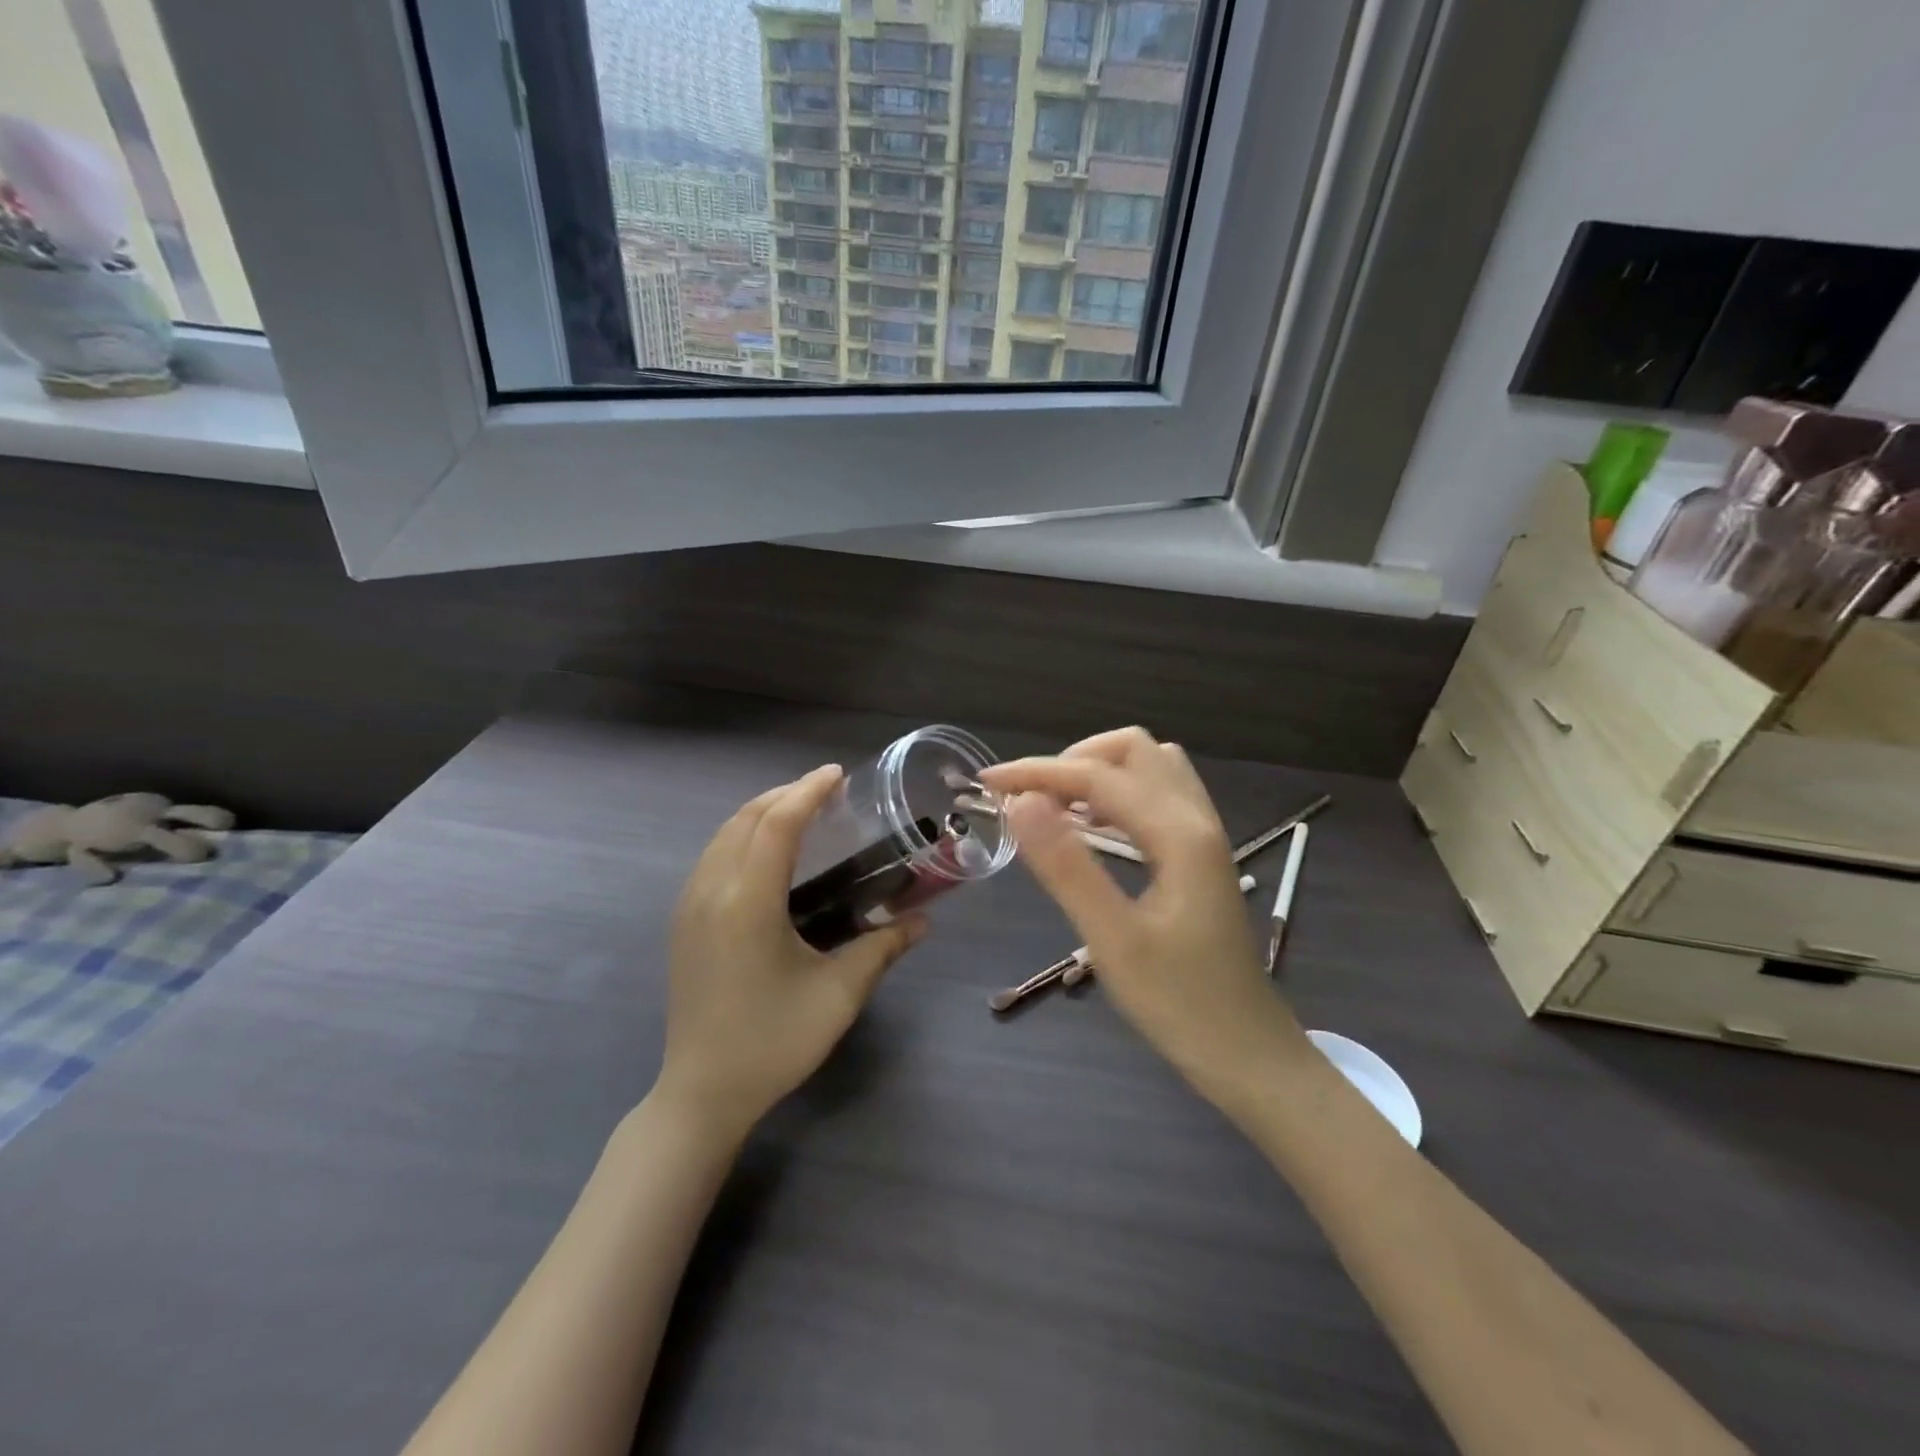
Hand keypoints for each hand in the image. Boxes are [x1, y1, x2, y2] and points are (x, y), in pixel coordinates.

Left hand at [657, 765, 924, 1139]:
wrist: (702, 1093)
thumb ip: (881, 948)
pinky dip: (744, 835)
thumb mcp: (838, 995)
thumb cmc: (773, 1042)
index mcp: (747, 902)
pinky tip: (770, 852)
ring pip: (724, 834)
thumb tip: (924, 921)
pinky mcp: (683, 921)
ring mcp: (689, 905)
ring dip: (762, 812)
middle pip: (746, 818)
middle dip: (786, 794)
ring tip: (802, 812)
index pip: (777, 824)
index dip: (808, 792)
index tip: (838, 775)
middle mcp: (711, 891)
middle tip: (827, 791)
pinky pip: (713, 855)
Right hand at [981, 728, 1312, 1111]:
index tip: (987, 784)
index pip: (1098, 776)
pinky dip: (1118, 793)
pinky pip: (1158, 795)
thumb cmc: (1179, 1004)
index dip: (1037, 772)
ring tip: (1055, 808)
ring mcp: (1204, 834)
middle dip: (1073, 760)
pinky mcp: (1200, 854)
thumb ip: (1066, 867)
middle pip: (1133, 749)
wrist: (1248, 1053)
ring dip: (1098, 771)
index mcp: (1179, 834)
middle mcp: (1197, 819)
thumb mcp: (1113, 940)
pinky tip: (1092, 828)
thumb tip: (1020, 803)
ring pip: (1150, 766)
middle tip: (1030, 799)